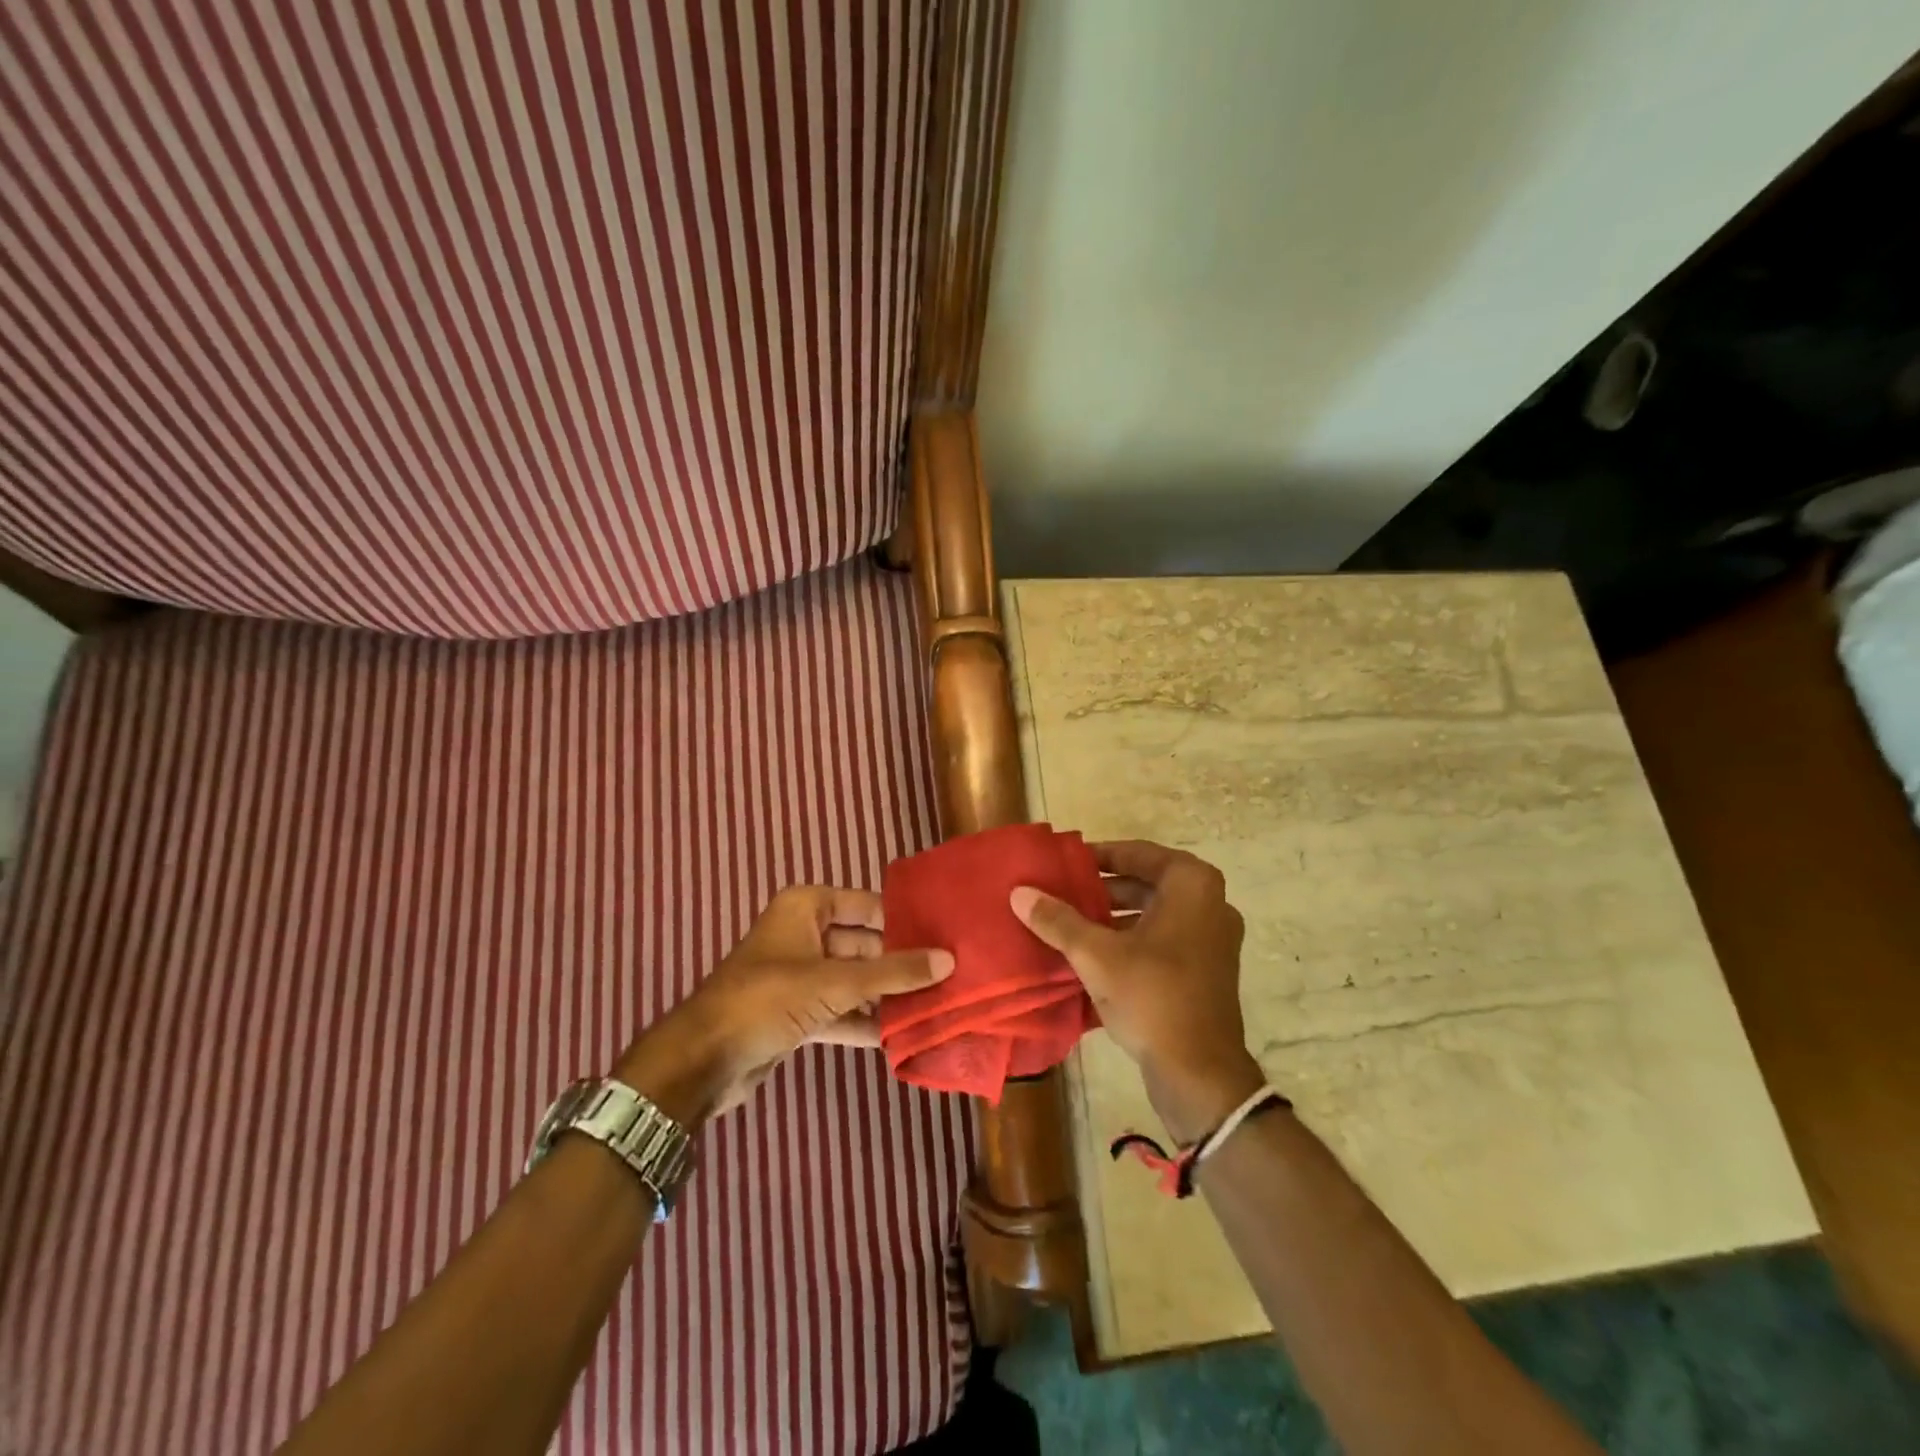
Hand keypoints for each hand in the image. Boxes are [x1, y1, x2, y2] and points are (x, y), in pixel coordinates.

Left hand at [614, 886, 952, 1125]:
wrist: (703, 1061)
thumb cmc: (767, 999)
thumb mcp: (835, 982)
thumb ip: (893, 972)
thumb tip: (949, 960)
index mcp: (806, 908)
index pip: (866, 905)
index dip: (902, 919)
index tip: (944, 934)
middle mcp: (804, 934)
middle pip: (864, 944)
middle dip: (900, 962)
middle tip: (950, 974)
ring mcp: (801, 976)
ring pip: (855, 980)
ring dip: (887, 996)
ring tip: (937, 1005)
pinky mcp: (798, 1013)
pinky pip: (842, 1010)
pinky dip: (866, 1022)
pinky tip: (903, 1036)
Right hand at [1011, 841, 1263, 1142]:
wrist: (1199, 1073)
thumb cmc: (1151, 996)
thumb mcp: (1095, 955)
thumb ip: (1057, 920)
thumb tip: (1020, 892)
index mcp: (1192, 885)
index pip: (1137, 853)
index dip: (1099, 855)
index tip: (1066, 863)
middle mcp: (1211, 903)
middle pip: (1147, 882)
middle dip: (1104, 888)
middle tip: (1064, 892)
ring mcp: (1214, 938)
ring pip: (1155, 913)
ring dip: (1115, 915)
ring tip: (1072, 922)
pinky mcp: (1208, 969)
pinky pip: (1164, 938)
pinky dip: (1132, 939)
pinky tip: (1095, 954)